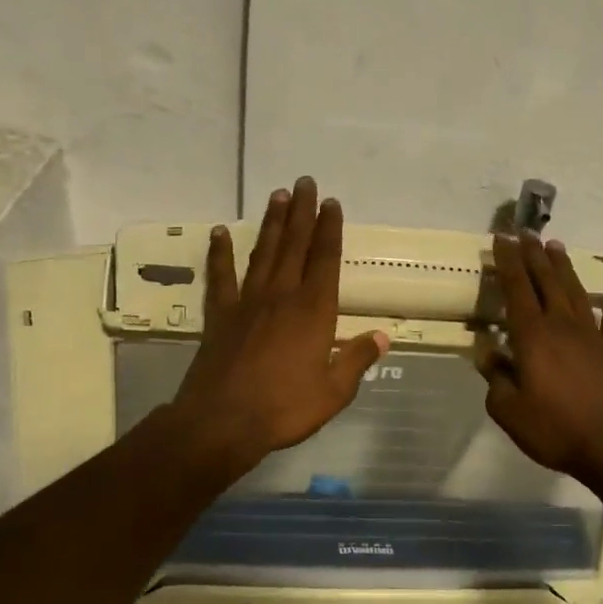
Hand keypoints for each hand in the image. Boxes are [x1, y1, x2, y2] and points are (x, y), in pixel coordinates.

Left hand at [171, 177, 388, 475]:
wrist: (223, 421)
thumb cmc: (284, 408)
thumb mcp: (334, 391)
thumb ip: (357, 359)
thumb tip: (383, 336)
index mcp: (314, 312)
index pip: (325, 260)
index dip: (330, 230)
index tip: (331, 203)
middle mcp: (281, 296)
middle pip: (294, 245)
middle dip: (301, 212)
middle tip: (304, 182)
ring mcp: (247, 302)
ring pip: (262, 253)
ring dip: (271, 223)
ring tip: (277, 196)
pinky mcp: (220, 315)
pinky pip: (220, 277)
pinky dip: (219, 254)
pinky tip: (219, 233)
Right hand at [477, 233, 602, 485]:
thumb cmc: (556, 429)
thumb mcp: (510, 412)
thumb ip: (496, 381)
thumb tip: (489, 355)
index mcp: (533, 336)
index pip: (516, 289)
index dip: (508, 262)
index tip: (502, 239)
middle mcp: (563, 326)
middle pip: (547, 281)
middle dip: (535, 255)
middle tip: (527, 233)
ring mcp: (594, 337)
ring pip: (576, 293)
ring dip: (564, 269)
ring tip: (557, 248)